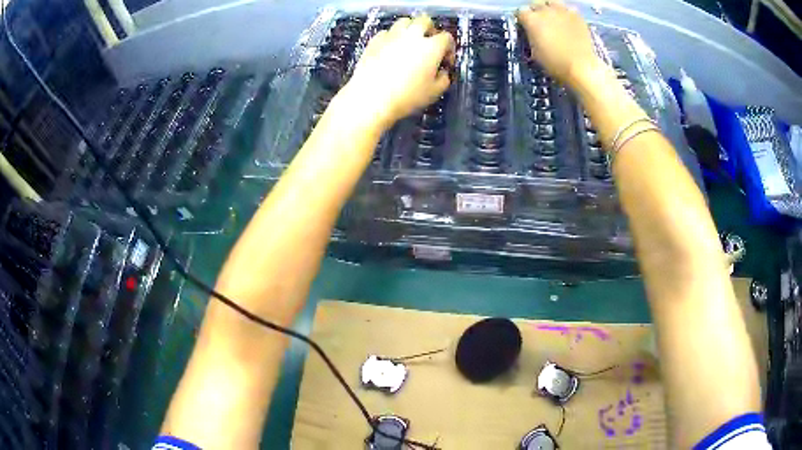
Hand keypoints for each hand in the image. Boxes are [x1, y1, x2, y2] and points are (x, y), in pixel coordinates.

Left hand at [340, 15, 455, 129]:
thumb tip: (442, 73)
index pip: (446, 38)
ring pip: (404, 21)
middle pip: (425, 21)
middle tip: (429, 43)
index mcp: (431, 47)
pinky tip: (391, 49)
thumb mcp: (434, 92)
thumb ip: (443, 79)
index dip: (449, 48)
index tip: (445, 61)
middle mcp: (412, 36)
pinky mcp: (374, 41)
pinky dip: (392, 37)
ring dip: (410, 29)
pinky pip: (386, 32)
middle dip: (430, 29)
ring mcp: (392, 36)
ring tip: (409, 42)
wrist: (371, 97)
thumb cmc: (406, 96)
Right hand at [517, 1, 601, 86]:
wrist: (581, 66)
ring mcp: (562, 11)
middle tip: (540, 22)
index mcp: (531, 20)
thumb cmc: (555, 63)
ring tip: (554, 18)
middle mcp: (544, 10)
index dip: (523, 19)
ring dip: (551, 8)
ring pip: (552, 2)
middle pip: (536, 4)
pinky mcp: (577, 15)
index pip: (521, 12)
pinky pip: (568, 9)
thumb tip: (533, 33)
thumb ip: (532, 37)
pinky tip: (568, 22)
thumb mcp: (535, 52)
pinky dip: (567, 14)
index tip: (525, 26)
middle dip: (536, 11)